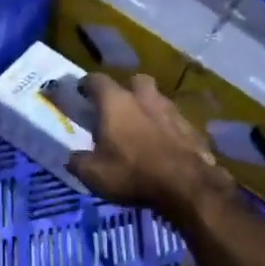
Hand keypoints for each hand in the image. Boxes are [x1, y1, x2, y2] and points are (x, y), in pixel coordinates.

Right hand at [67, 73, 232, 218]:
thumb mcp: (94, 174)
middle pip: (134, 81)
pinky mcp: (191, 127)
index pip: (96, 80)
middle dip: (125, 90)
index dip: (86, 84)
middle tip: (118, 107)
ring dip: (148, 108)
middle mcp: (144, 97)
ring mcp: (171, 110)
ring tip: (141, 127)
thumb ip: (79, 162)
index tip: (81, 91)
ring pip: (157, 99)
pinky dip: (166, 127)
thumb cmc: (132, 173)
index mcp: (115, 103)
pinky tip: (163, 144)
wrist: (186, 185)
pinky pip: (174, 121)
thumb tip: (73, 158)